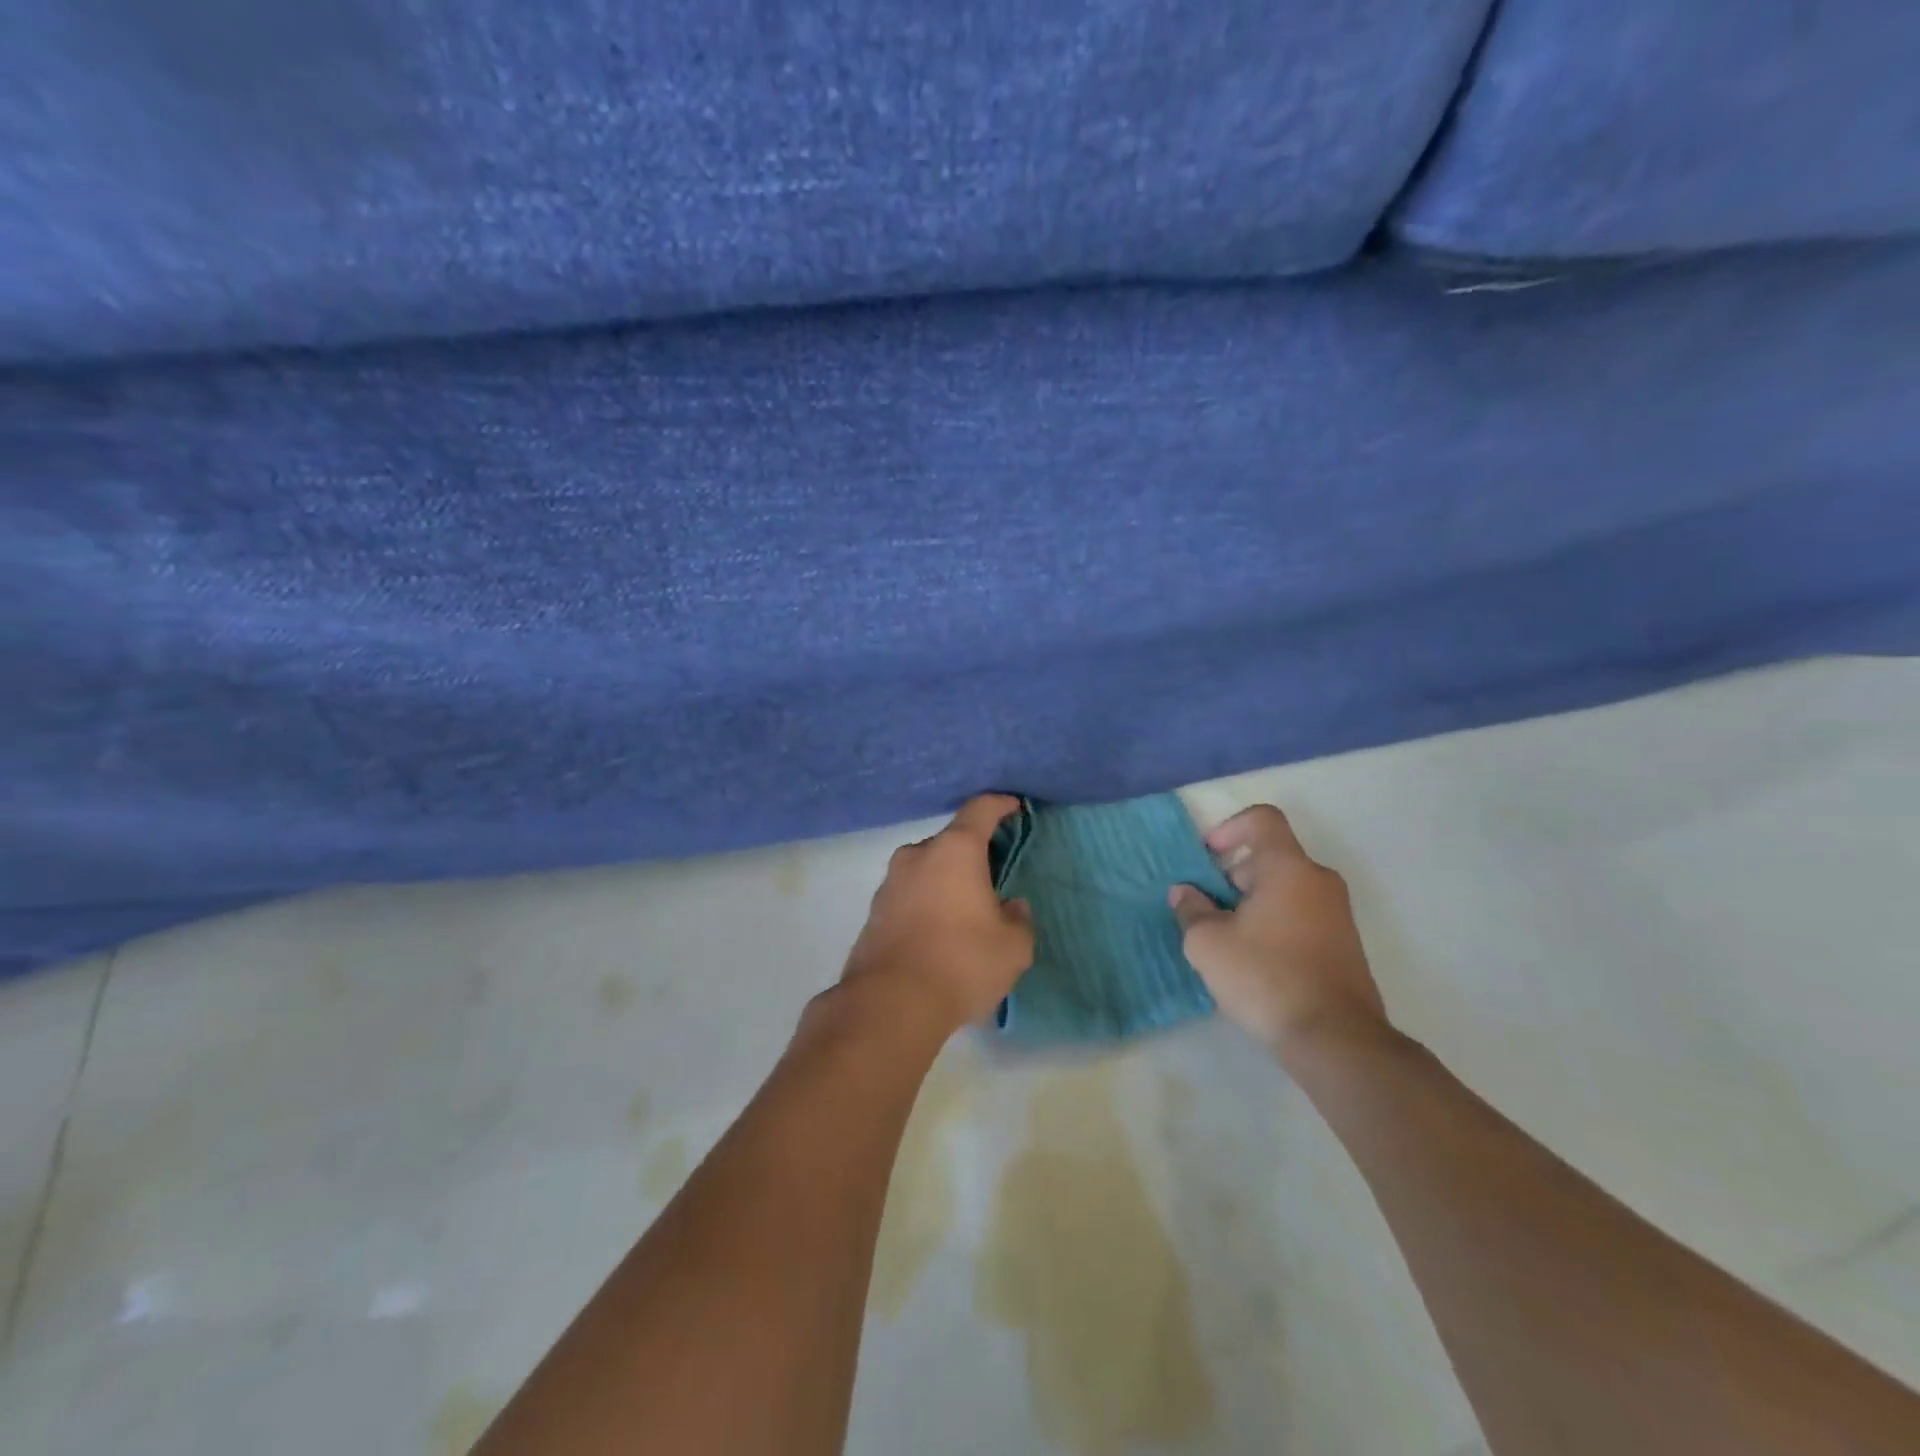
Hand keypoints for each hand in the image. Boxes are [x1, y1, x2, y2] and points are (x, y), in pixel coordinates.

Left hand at [838, 794, 1033, 1033]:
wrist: (890, 1003)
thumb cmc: (961, 962)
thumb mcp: (1013, 947)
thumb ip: (1019, 919)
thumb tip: (1011, 907)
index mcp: (955, 851)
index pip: (980, 810)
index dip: (1000, 805)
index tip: (1014, 808)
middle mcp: (918, 855)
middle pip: (951, 842)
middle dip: (973, 854)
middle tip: (993, 879)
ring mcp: (890, 882)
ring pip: (927, 868)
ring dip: (947, 880)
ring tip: (966, 912)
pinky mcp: (874, 911)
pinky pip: (910, 894)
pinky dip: (927, 902)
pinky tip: (939, 933)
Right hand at [1170, 804, 1387, 1059]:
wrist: (1336, 1040)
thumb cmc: (1265, 976)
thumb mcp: (1208, 943)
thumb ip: (1191, 909)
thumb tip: (1185, 893)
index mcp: (1289, 868)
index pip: (1262, 819)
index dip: (1229, 827)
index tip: (1208, 858)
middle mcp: (1319, 880)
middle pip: (1271, 856)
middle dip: (1234, 875)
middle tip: (1208, 909)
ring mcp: (1338, 914)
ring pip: (1286, 888)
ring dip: (1252, 902)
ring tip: (1227, 940)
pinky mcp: (1345, 945)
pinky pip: (1302, 915)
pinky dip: (1275, 923)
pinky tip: (1255, 962)